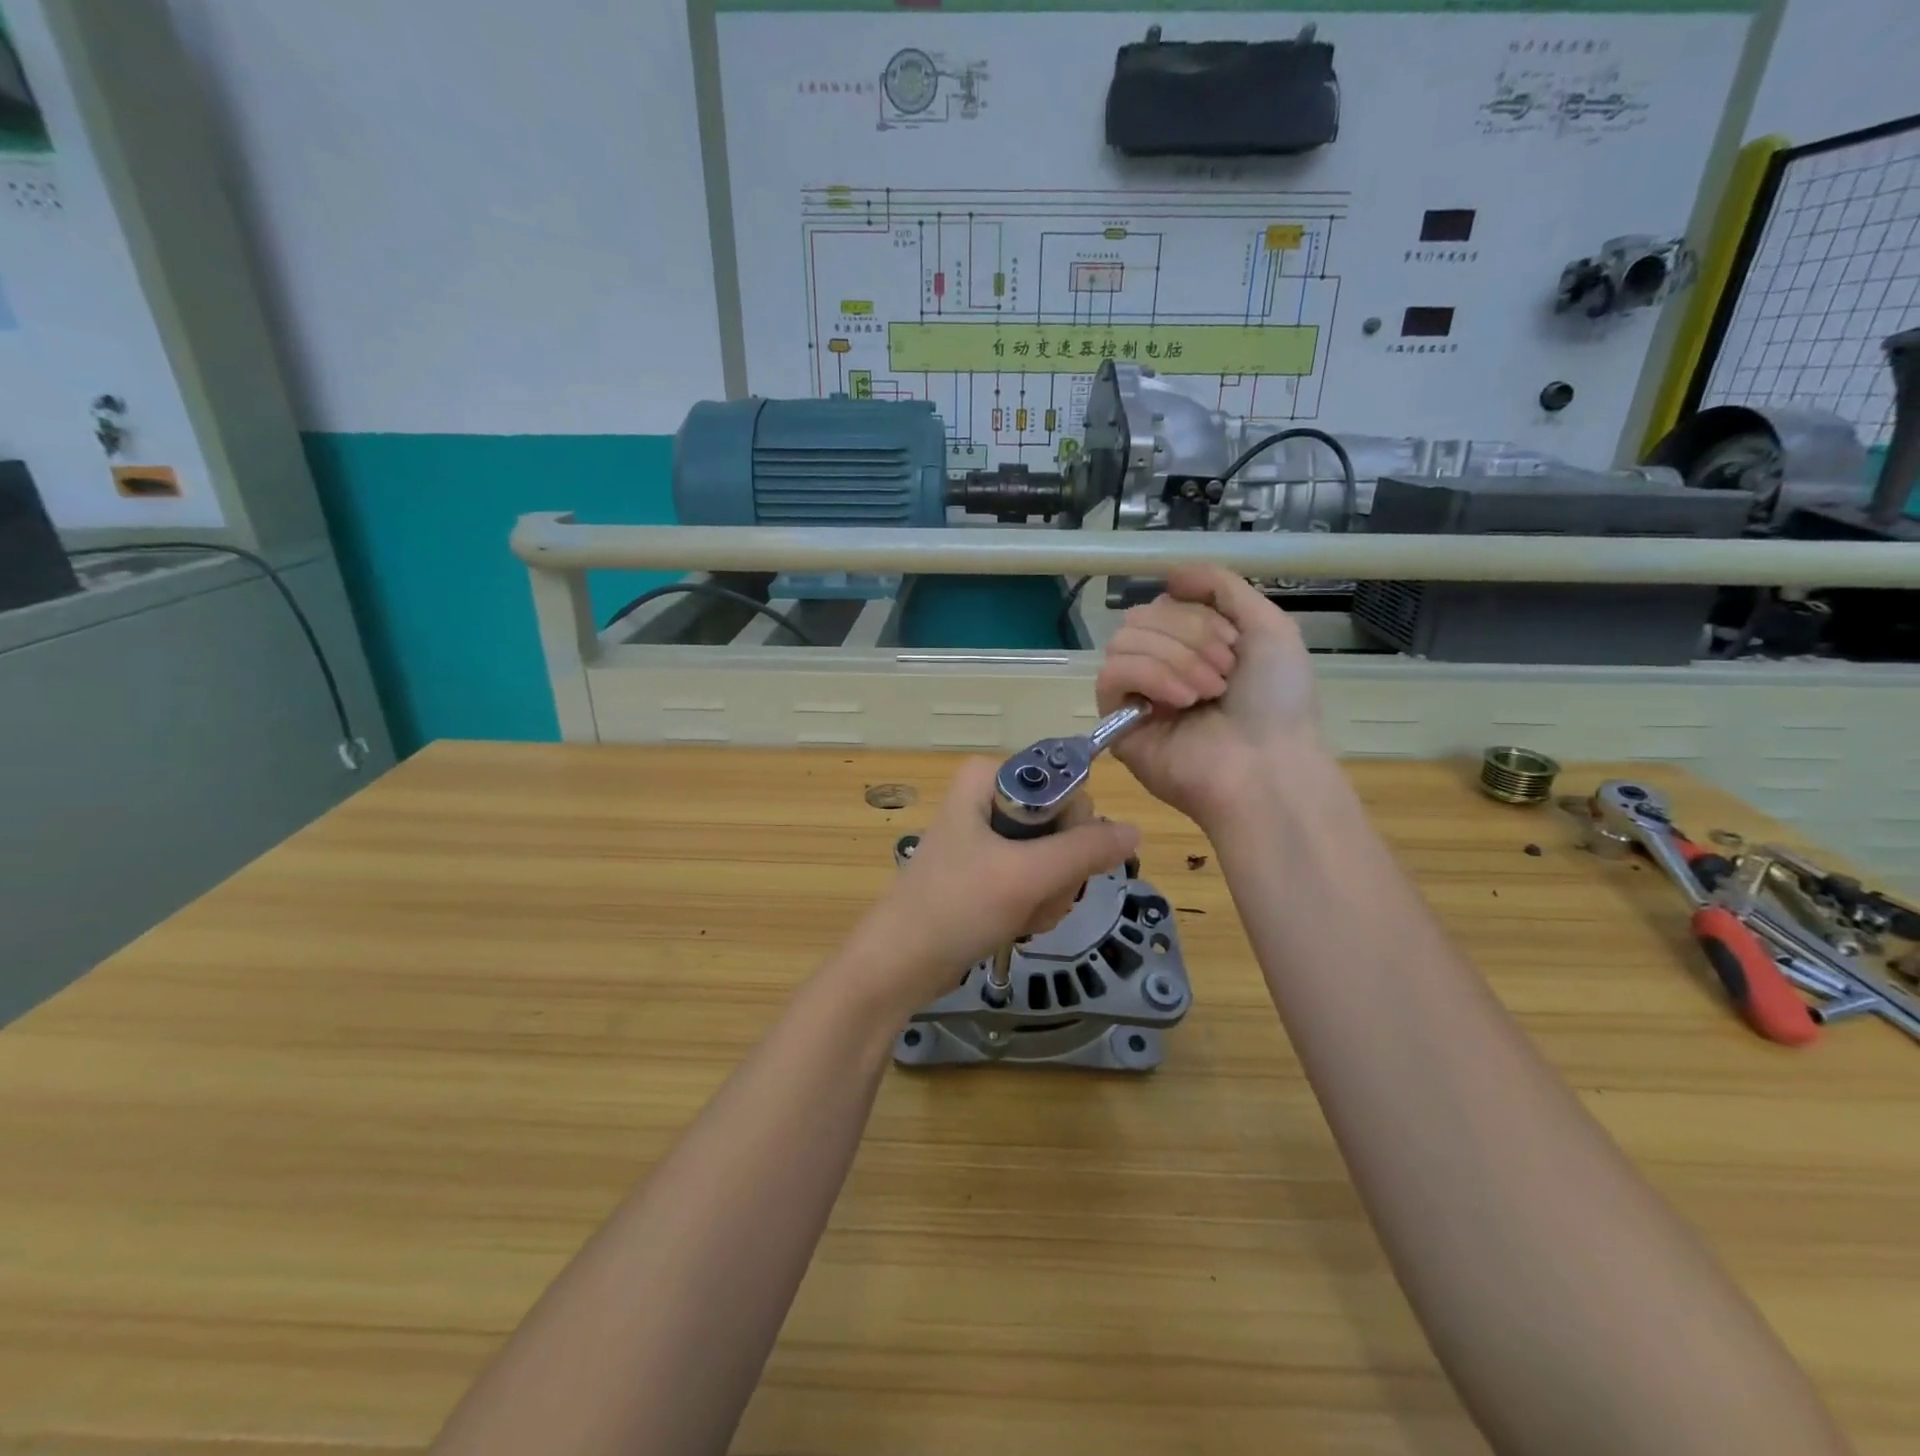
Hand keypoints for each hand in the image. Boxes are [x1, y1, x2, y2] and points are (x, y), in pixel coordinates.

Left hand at [849, 758, 1139, 1014]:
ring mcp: (990, 836)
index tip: (1053, 861)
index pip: (1066, 785)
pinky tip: (1017, 923)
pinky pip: (1038, 878)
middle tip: (1035, 894)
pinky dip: (1037, 905)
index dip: (1072, 826)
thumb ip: (1085, 850)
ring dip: (1050, 894)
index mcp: (989, 777)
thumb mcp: (1026, 875)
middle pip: (1065, 824)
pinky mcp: (990, 870)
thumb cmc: (956, 907)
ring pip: (1057, 856)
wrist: (900, 964)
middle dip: (1060, 870)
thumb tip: (1136, 831)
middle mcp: (990, 798)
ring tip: (1021, 914)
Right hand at [1097, 565, 1323, 830]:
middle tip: (1225, 673)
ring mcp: (1136, 694)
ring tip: (1208, 692)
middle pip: (1140, 617)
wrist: (1268, 765)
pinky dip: (1149, 676)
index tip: (1237, 647)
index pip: (1164, 603)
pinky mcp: (1116, 721)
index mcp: (1191, 644)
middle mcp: (1159, 665)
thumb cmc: (1277, 700)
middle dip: (1189, 636)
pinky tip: (1181, 701)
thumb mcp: (1269, 625)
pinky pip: (1111, 674)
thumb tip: (1170, 573)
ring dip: (1174, 659)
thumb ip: (1221, 586)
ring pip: (1123, 641)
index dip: (1199, 616)